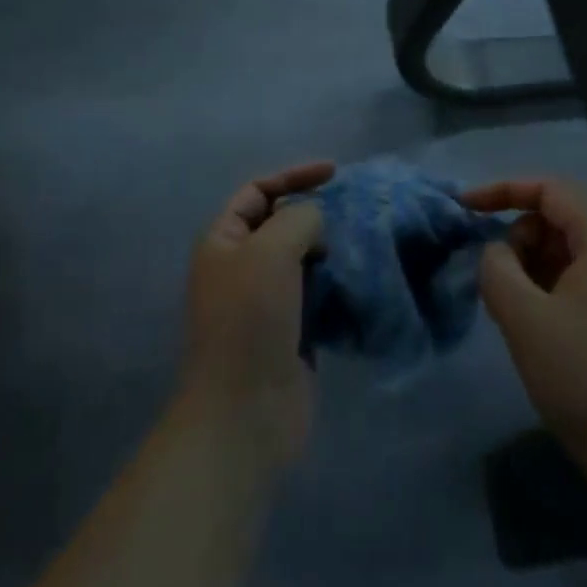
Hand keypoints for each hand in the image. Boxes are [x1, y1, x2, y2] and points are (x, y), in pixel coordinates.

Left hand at [177, 161, 332, 473]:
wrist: (245, 413)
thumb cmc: (250, 320)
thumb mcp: (270, 250)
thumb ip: (299, 219)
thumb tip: (316, 225)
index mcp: (223, 241)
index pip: (258, 191)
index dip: (293, 175)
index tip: (334, 173)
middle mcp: (241, 266)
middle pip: (281, 223)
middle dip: (315, 212)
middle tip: (353, 211)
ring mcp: (265, 302)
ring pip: (302, 258)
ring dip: (330, 248)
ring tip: (364, 241)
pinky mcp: (290, 332)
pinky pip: (316, 293)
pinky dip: (336, 283)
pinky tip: (361, 278)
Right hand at [464, 179, 586, 495]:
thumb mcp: (525, 319)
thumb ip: (497, 269)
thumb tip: (495, 253)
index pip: (550, 189)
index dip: (504, 189)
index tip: (465, 208)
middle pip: (557, 219)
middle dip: (517, 238)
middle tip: (495, 283)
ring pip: (563, 254)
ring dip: (529, 269)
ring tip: (512, 313)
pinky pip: (575, 284)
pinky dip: (546, 292)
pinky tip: (534, 332)